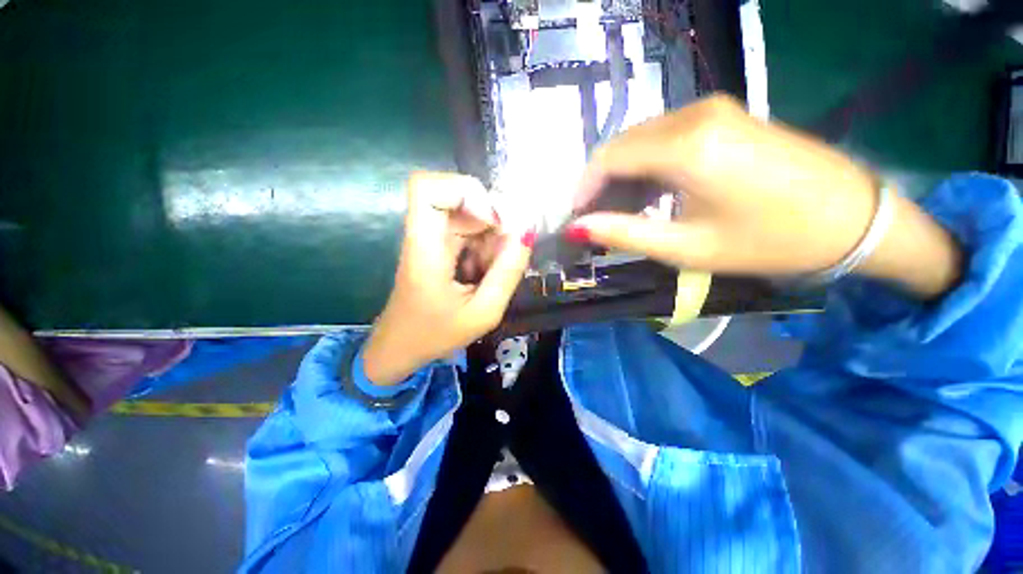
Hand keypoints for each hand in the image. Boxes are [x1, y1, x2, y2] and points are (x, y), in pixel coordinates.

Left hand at [362, 172, 534, 385]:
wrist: (402, 347)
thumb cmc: (437, 334)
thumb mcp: (484, 312)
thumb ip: (508, 272)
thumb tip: (528, 230)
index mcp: (425, 248)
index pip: (427, 187)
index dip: (464, 190)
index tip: (492, 220)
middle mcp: (425, 235)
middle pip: (459, 198)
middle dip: (492, 220)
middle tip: (507, 252)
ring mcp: (432, 239)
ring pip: (469, 215)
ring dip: (491, 237)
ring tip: (493, 270)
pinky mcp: (439, 247)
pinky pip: (469, 231)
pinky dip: (486, 246)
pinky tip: (485, 272)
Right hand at [569, 95, 960, 297]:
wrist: (852, 219)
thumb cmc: (769, 241)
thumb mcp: (686, 248)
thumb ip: (624, 234)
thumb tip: (578, 228)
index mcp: (686, 146)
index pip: (608, 157)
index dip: (583, 188)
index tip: (575, 217)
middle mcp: (694, 114)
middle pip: (622, 144)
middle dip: (600, 182)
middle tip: (596, 219)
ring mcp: (713, 109)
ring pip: (641, 139)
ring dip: (622, 174)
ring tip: (620, 211)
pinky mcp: (724, 115)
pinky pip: (665, 136)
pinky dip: (646, 164)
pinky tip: (650, 191)